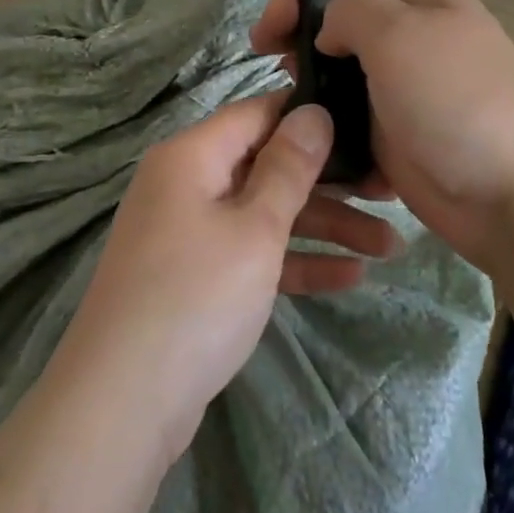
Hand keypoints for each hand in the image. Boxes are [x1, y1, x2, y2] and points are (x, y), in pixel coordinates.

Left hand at [56, 92, 398, 463]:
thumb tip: (312, 111)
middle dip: (330, 183)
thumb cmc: (196, 296)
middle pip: (268, 166)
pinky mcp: (196, 277)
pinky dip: (295, 262)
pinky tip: (350, 278)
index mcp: (192, 156)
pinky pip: (252, 254)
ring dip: (324, 228)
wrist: (122, 402)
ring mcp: (190, 232)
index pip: (258, 114)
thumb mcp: (254, 227)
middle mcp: (187, 184)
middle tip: (390, 195)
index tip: (364, 125)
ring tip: (390, 248)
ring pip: (266, 214)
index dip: (309, 116)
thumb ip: (289, 168)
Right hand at [251, 0, 513, 274]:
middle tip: (267, 37)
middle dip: (297, 12)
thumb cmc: (458, 98)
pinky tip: (299, 126)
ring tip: (282, 81)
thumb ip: (351, 10)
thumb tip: (330, 30)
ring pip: (334, 64)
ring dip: (301, 66)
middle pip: (339, 9)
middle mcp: (409, 37)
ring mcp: (398, 89)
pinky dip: (319, 116)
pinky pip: (342, 115)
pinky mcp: (389, 136)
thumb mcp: (400, 32)